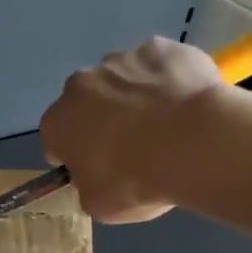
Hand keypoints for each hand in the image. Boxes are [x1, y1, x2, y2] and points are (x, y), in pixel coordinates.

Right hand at [40, 37, 224, 222]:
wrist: (195, 143)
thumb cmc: (139, 180)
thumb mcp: (100, 205)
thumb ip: (87, 185)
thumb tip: (92, 174)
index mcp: (58, 122)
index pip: (56, 139)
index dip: (76, 155)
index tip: (98, 167)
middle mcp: (80, 83)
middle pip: (87, 102)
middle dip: (103, 119)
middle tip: (135, 146)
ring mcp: (121, 59)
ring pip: (122, 79)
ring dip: (135, 96)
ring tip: (167, 123)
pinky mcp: (159, 47)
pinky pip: (158, 66)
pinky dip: (167, 79)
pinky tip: (186, 102)